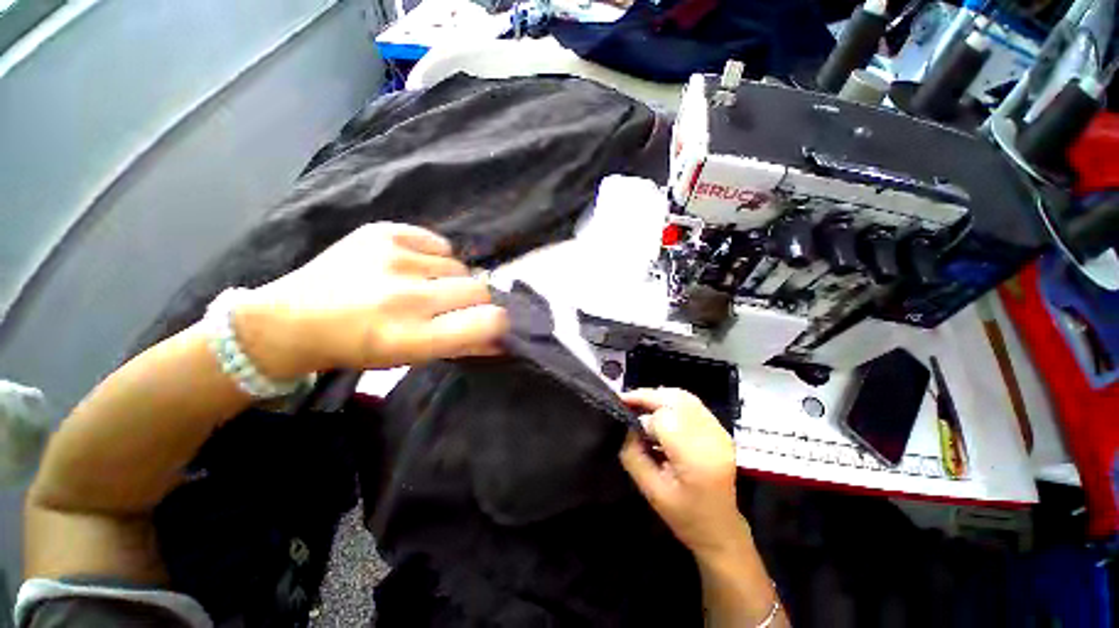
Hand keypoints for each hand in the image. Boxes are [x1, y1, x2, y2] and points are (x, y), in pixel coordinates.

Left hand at [232, 223, 508, 377]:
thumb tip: (503, 340)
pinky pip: (438, 243)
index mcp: (413, 336)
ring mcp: (393, 259)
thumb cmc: (360, 347)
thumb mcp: (413, 357)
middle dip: (474, 299)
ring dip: (451, 279)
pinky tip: (411, 267)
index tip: (489, 322)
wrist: (292, 319)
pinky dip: (434, 257)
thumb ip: (464, 347)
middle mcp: (406, 296)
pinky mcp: (382, 232)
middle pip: (479, 289)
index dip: (497, 321)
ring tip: (424, 286)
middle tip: (450, 305)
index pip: (487, 321)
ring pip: (460, 265)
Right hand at [619, 388, 748, 559]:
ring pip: (684, 397)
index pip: (664, 420)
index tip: (628, 425)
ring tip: (640, 404)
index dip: (643, 419)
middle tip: (627, 401)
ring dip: (659, 396)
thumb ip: (633, 454)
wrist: (721, 529)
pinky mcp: (721, 430)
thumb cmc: (684, 516)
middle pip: (676, 400)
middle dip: (648, 397)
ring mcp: (720, 432)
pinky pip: (693, 404)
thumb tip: (626, 425)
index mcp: (696, 459)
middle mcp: (712, 438)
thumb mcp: (650, 490)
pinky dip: (671, 401)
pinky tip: (659, 411)